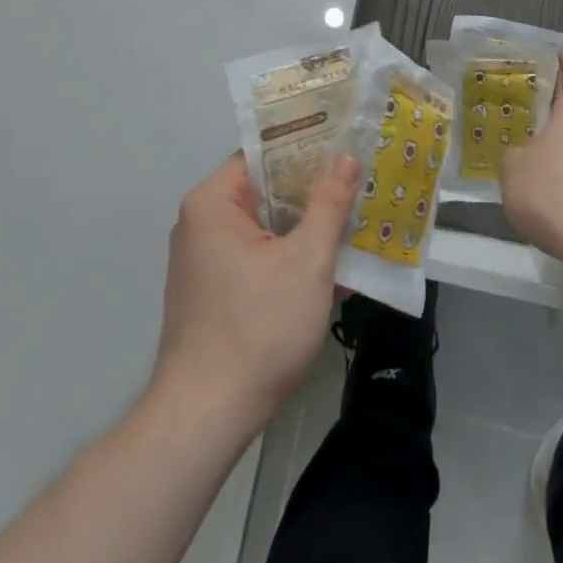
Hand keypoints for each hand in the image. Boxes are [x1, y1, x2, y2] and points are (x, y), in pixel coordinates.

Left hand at [153, 152, 360, 430]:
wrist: (205, 419)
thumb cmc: (257, 328)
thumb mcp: (306, 261)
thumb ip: (329, 204)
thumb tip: (347, 157)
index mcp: (213, 202)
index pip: (263, 153)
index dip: (306, 145)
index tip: (346, 142)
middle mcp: (202, 223)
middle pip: (266, 189)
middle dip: (314, 190)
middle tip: (360, 179)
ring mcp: (205, 260)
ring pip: (266, 226)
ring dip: (307, 227)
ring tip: (356, 218)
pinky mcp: (213, 292)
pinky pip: (258, 256)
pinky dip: (290, 256)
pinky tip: (332, 267)